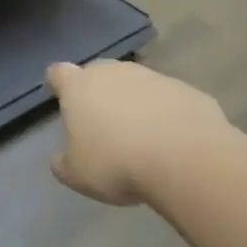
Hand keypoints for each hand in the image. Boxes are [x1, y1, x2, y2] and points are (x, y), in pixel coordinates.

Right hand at [45, 59, 225, 205]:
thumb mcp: (76, 174)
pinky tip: (172, 141)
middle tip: (101, 123)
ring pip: (137, 85)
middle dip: (98, 93)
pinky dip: (166, 114)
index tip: (60, 97)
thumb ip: (63, 161)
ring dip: (135, 103)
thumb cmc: (116, 164)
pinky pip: (169, 100)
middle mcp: (116, 72)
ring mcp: (155, 78)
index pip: (59, 73)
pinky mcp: (189, 91)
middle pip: (99, 74)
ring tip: (140, 137)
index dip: (57, 84)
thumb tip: (63, 156)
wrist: (187, 161)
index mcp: (80, 87)